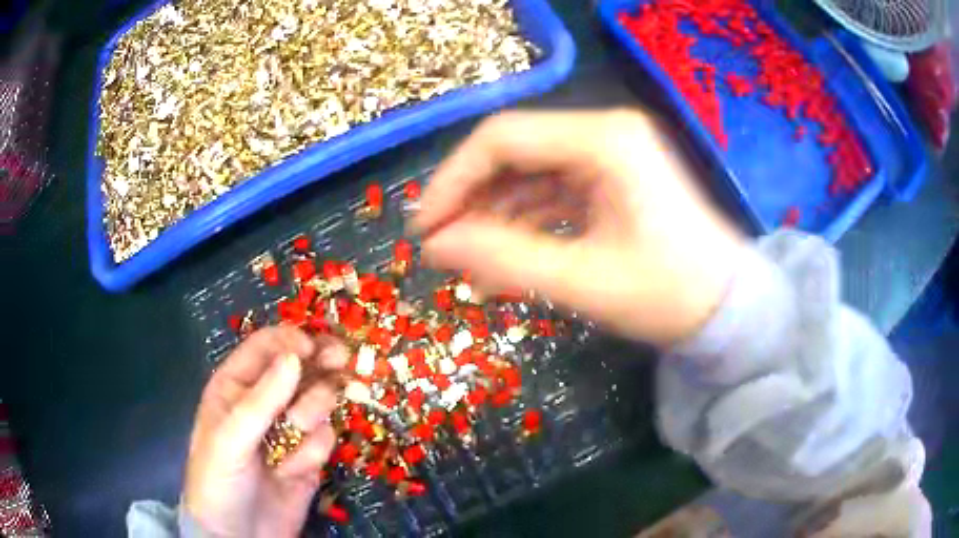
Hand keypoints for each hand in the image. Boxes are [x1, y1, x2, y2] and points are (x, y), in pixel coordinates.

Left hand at [183, 327, 347, 537]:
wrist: (241, 534)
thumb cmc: (220, 479)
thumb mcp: (229, 438)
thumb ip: (261, 399)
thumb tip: (296, 357)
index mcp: (236, 386)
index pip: (265, 347)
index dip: (290, 340)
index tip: (313, 348)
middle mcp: (265, 401)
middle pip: (301, 367)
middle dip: (320, 363)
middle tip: (342, 358)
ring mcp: (289, 429)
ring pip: (318, 402)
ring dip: (311, 417)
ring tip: (292, 439)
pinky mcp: (310, 456)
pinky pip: (325, 439)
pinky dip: (312, 454)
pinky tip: (292, 471)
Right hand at [412, 110, 744, 346]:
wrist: (725, 308)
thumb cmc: (668, 294)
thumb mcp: (583, 281)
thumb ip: (504, 259)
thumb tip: (434, 246)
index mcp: (603, 141)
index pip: (501, 139)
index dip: (452, 181)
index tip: (425, 229)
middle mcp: (604, 133)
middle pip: (513, 152)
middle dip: (471, 200)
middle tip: (442, 249)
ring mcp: (609, 154)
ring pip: (528, 173)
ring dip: (494, 215)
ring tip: (469, 262)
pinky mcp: (610, 178)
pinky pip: (551, 191)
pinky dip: (524, 222)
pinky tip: (504, 259)